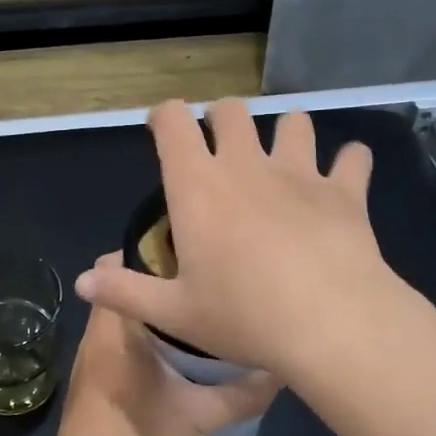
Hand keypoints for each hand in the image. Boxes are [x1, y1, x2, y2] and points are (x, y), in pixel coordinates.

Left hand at [47, 254, 279, 435]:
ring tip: (202, 311)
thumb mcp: (200, 417)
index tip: (190, 249)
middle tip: (207, 280)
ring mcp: (92, 359)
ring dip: (156, 313)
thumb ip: (242, 393)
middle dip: (161, 282)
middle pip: (124, 290)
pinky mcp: (96, 381)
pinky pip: (122, 342)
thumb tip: (280, 371)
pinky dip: (147, 338)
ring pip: (124, 319)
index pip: (115, 264)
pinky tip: (182, 354)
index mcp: (114, 328)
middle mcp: (97, 335)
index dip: (149, 249)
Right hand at [74, 100, 396, 379]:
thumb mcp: (174, 313)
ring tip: (283, 158)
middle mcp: (246, 166)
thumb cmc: (244, 317)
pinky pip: (353, 157)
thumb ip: (124, 292)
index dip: (165, 116)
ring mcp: (300, 173)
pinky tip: (345, 177)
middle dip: (221, 119)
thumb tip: (82, 282)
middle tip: (220, 148)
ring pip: (294, 122)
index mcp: (198, 187)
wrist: (330, 324)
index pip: (174, 123)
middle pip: (232, 111)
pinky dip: (349, 162)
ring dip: (285, 132)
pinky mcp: (345, 191)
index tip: (163, 128)